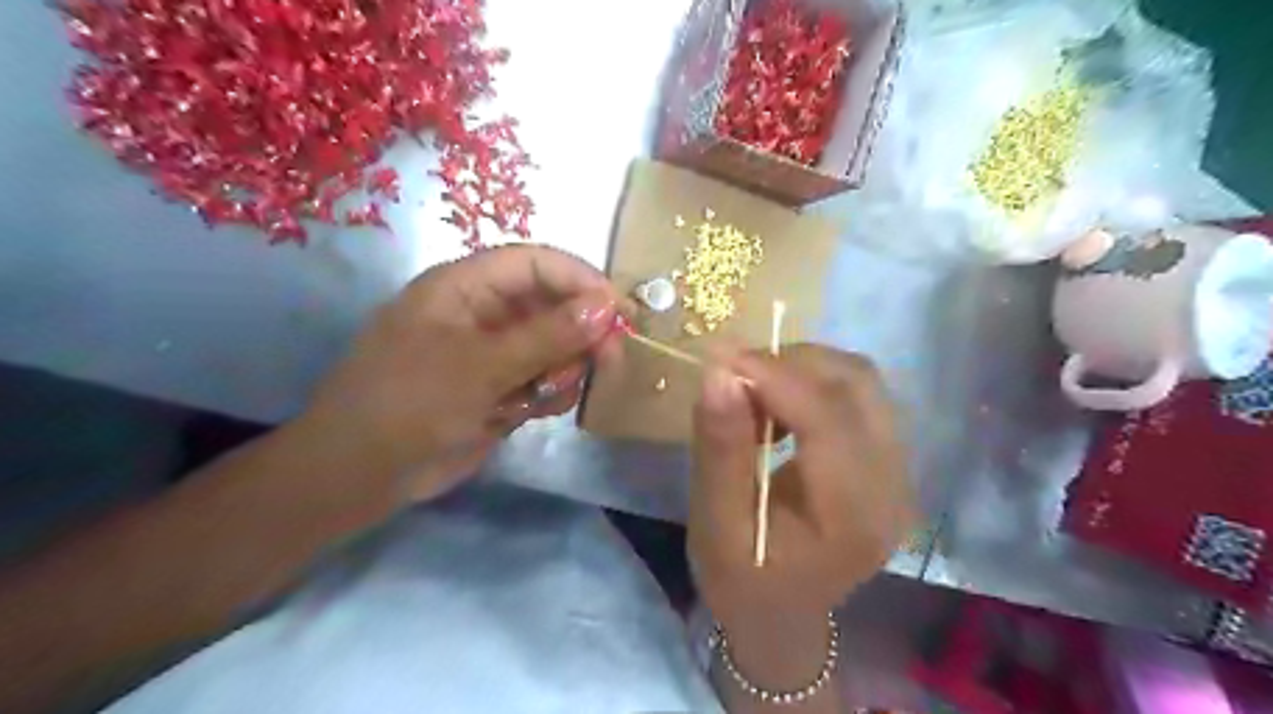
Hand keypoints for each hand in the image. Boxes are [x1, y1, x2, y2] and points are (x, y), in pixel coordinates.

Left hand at [293, 244, 622, 500]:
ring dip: (565, 368)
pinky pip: (545, 379)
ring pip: (556, 346)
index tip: (618, 311)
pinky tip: (533, 411)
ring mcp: (495, 353)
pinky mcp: (501, 388)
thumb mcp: (480, 366)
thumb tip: (606, 307)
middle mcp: (485, 313)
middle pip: (553, 305)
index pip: (536, 264)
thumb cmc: (409, 404)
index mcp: (465, 287)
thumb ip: (547, 336)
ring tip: (548, 395)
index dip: (580, 280)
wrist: (362, 475)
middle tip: (609, 360)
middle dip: (582, 332)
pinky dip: (551, 393)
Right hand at [688, 346, 915, 629]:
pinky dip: (813, 384)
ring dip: (802, 370)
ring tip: (753, 397)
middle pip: (857, 384)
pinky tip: (779, 410)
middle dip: (790, 365)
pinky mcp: (889, 461)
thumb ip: (721, 451)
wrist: (783, 617)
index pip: (828, 417)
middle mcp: (893, 486)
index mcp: (853, 515)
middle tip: (733, 381)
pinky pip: (858, 396)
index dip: (775, 375)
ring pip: (860, 381)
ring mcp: (899, 471)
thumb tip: (719, 373)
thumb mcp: (716, 526)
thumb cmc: (742, 582)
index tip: (719, 359)